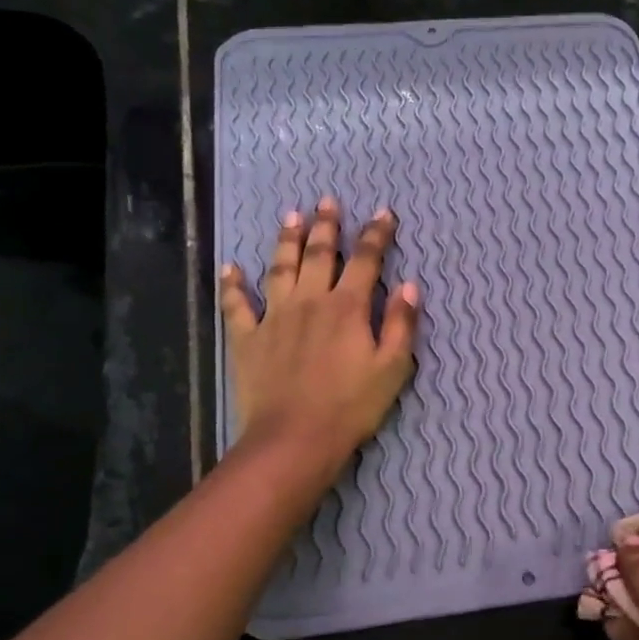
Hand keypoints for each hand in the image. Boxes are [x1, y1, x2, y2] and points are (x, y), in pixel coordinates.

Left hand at [219, 197, 419, 455]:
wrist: (294, 438)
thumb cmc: (351, 406)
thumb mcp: (392, 368)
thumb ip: (401, 324)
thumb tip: (409, 285)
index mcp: (348, 307)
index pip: (366, 260)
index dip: (376, 234)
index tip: (383, 214)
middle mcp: (310, 301)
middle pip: (318, 254)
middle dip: (326, 226)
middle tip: (327, 201)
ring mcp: (274, 317)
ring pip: (280, 268)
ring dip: (286, 240)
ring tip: (290, 216)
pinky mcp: (247, 338)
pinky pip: (236, 305)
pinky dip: (233, 286)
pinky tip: (230, 269)